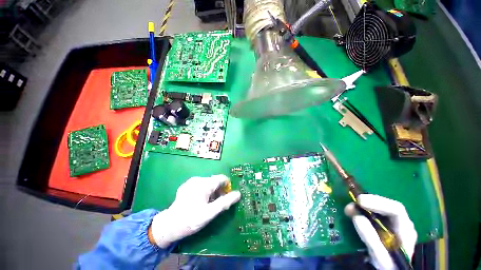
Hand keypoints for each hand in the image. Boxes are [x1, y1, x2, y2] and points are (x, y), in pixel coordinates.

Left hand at [149, 175, 240, 247]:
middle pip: (215, 181)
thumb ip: (225, 202)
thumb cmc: (191, 220)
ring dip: (212, 191)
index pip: (221, 178)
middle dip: (219, 190)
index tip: (228, 196)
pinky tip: (201, 202)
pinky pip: (201, 184)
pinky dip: (205, 190)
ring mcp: (191, 181)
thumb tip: (238, 194)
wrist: (168, 225)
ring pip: (208, 182)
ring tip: (210, 204)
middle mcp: (198, 179)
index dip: (227, 186)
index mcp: (204, 184)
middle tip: (218, 203)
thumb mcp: (210, 213)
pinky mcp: (187, 185)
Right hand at [345, 194, 416, 269]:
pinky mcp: (383, 225)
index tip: (360, 201)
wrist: (390, 269)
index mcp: (406, 230)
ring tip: (348, 209)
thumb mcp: (380, 258)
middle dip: (368, 203)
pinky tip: (353, 212)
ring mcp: (393, 223)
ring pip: (379, 208)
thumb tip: (357, 217)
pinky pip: (373, 213)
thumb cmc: (388, 265)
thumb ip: (372, 240)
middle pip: (386, 206)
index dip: (378, 203)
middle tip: (351, 203)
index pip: (396, 210)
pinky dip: (361, 211)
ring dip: (362, 207)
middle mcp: (401, 223)